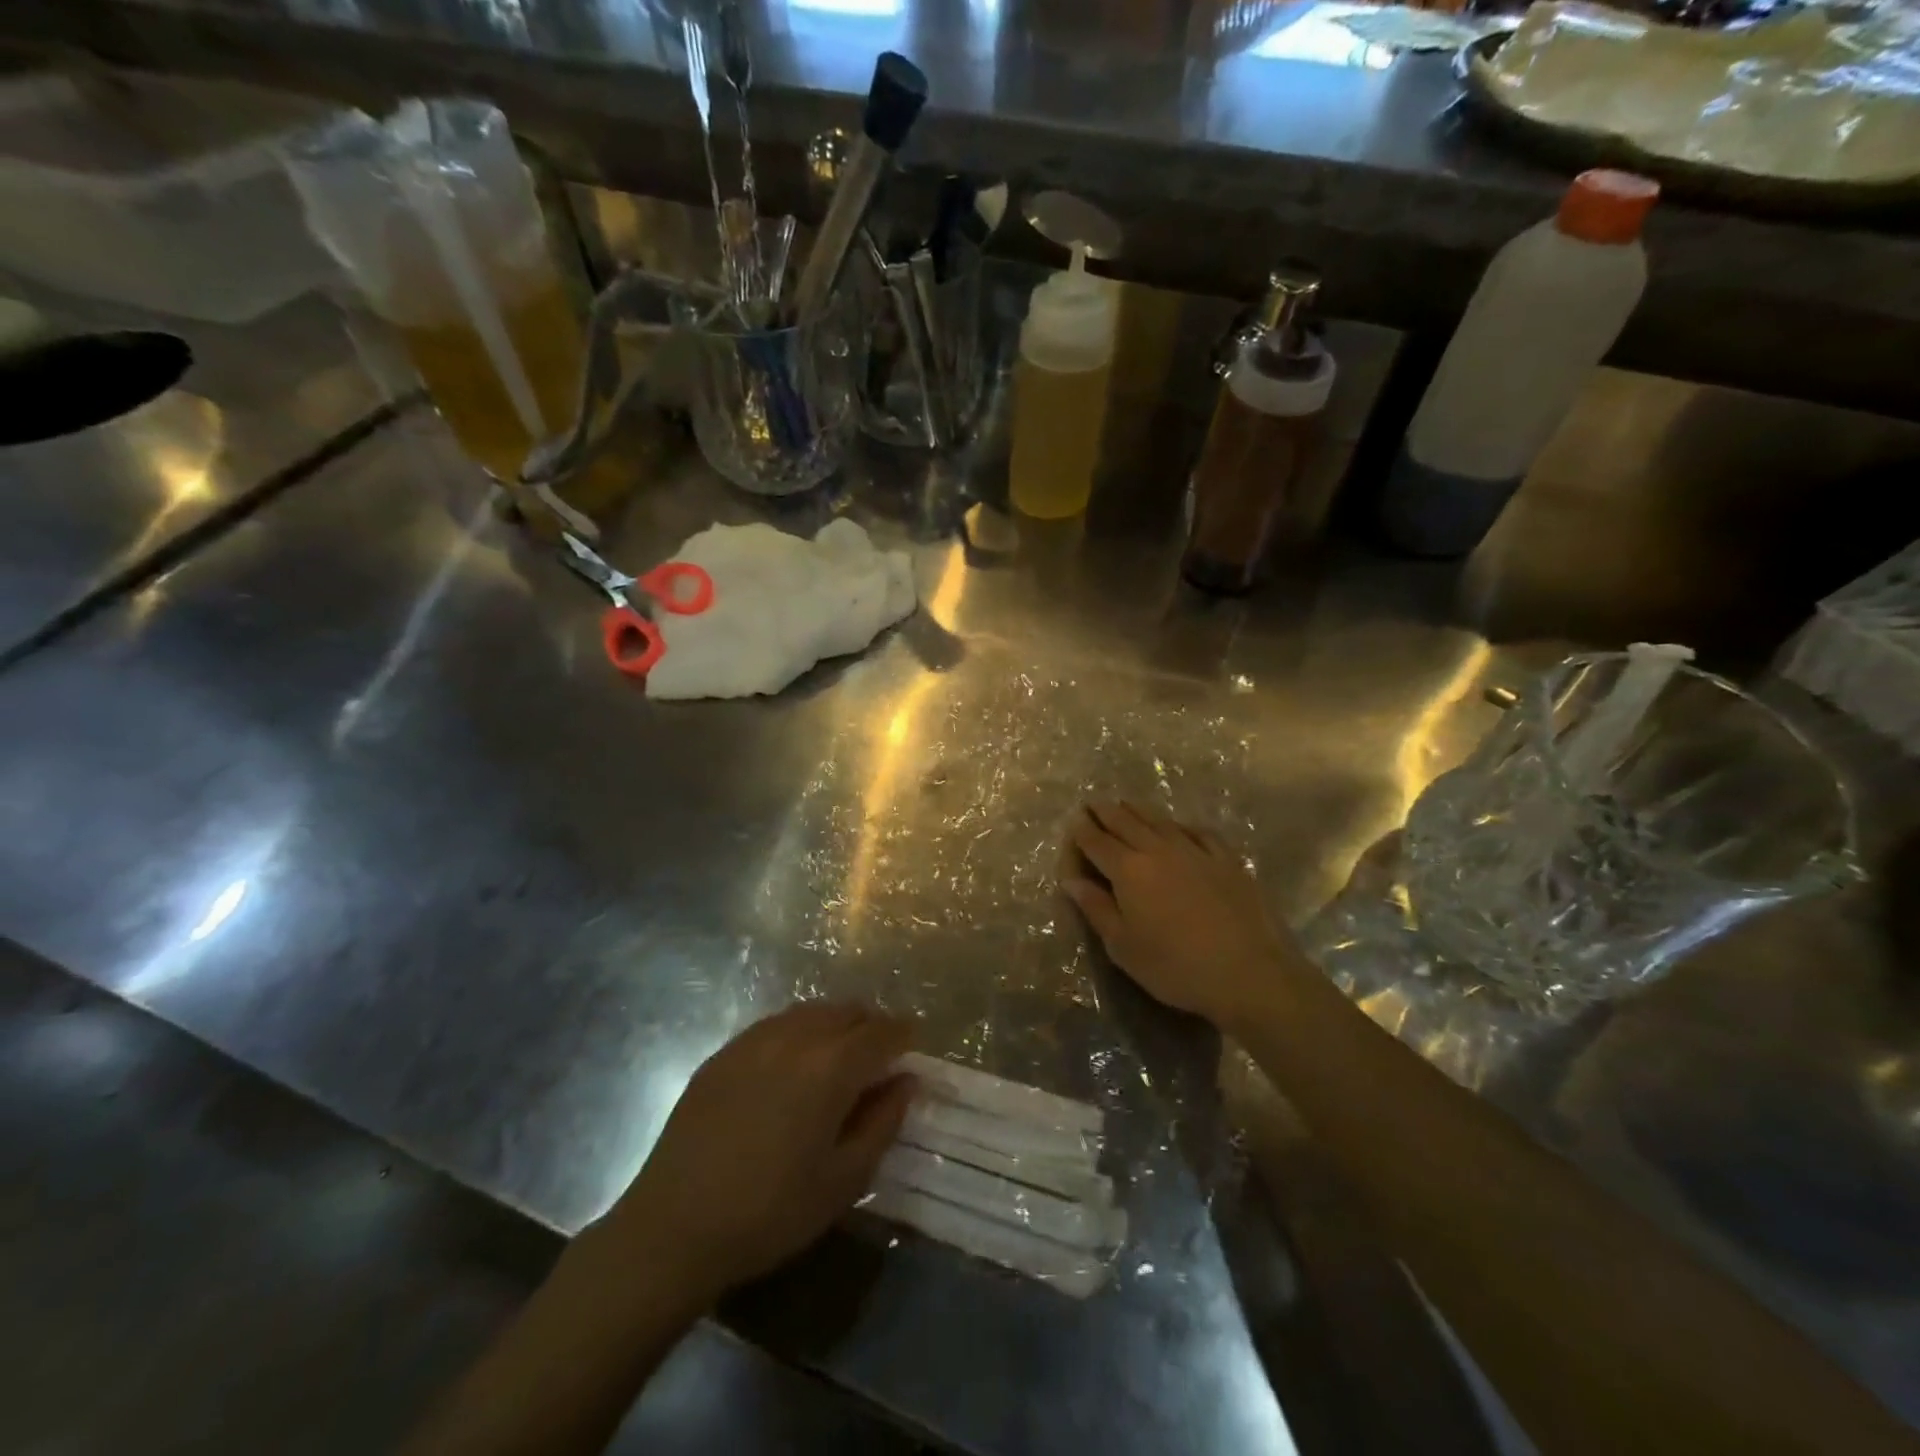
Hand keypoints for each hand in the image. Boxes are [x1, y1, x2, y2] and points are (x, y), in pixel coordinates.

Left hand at [595, 1003, 914, 1302]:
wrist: (673, 1227)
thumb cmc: (770, 1212)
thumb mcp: (843, 1180)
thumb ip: (883, 1122)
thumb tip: (907, 1081)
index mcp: (831, 1066)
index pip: (881, 1032)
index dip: (904, 1035)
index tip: (914, 1045)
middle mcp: (796, 1037)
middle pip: (847, 1011)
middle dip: (871, 1026)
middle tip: (880, 1056)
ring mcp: (754, 1039)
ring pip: (811, 1012)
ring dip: (836, 1025)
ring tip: (839, 1056)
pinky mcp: (724, 1052)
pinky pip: (775, 1024)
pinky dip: (799, 1032)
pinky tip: (793, 1065)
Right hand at [1063, 800, 1297, 1033]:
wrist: (1249, 973)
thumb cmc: (1175, 966)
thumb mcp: (1123, 947)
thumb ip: (1096, 909)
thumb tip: (1071, 880)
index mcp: (1128, 870)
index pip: (1097, 842)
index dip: (1082, 830)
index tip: (1073, 820)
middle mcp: (1159, 850)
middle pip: (1126, 822)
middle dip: (1106, 812)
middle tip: (1092, 802)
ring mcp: (1196, 851)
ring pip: (1160, 821)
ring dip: (1139, 810)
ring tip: (1126, 804)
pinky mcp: (1227, 860)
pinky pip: (1199, 832)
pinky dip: (1182, 825)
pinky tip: (1180, 826)